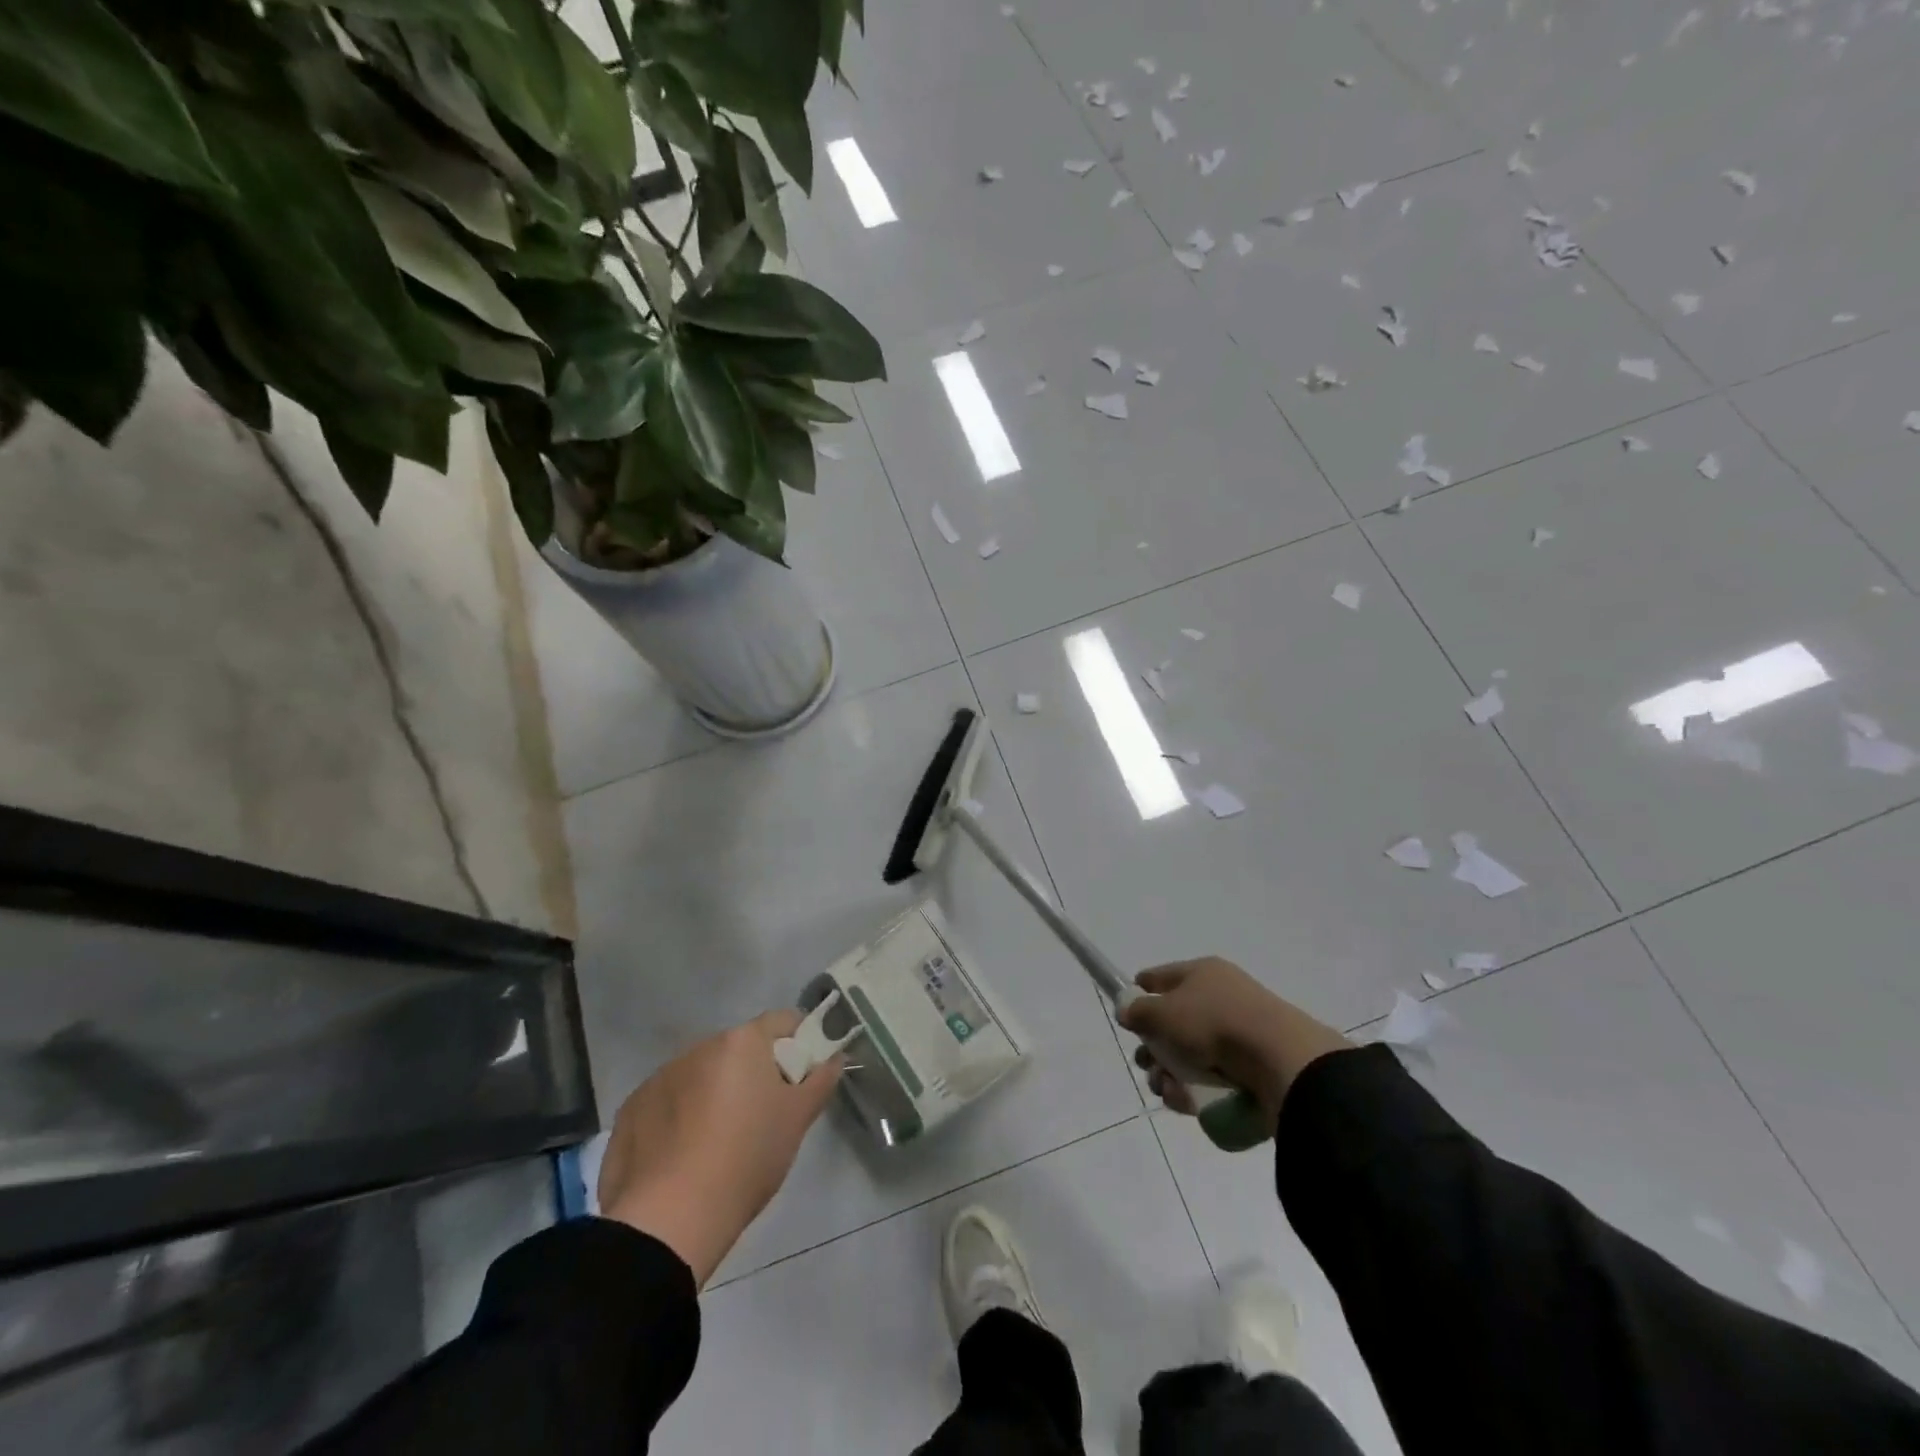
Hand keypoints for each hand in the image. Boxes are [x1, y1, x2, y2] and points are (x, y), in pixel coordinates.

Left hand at [598, 1010, 841, 1284]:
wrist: (670, 1219)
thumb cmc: (747, 1158)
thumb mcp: (798, 1120)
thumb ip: (821, 1080)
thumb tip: (835, 1058)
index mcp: (742, 1041)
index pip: (783, 1021)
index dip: (799, 1043)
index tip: (803, 1076)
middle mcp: (700, 1046)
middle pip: (739, 1048)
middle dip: (754, 1072)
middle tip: (765, 1116)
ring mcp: (660, 1075)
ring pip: (702, 1074)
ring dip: (714, 1092)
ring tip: (719, 1143)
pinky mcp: (632, 1108)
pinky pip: (668, 1101)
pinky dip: (679, 1117)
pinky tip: (683, 1156)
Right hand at [1118, 958, 1352, 1127]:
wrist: (1281, 1061)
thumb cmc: (1214, 1023)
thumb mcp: (1163, 1013)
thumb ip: (1138, 1011)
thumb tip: (1126, 1010)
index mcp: (1202, 973)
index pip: (1160, 977)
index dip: (1140, 993)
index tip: (1127, 1015)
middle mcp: (1221, 997)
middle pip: (1174, 1021)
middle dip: (1154, 1047)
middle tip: (1145, 1063)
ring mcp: (1239, 1032)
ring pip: (1191, 1053)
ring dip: (1170, 1072)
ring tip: (1166, 1089)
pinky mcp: (1253, 1066)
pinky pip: (1213, 1075)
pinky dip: (1195, 1088)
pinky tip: (1185, 1101)